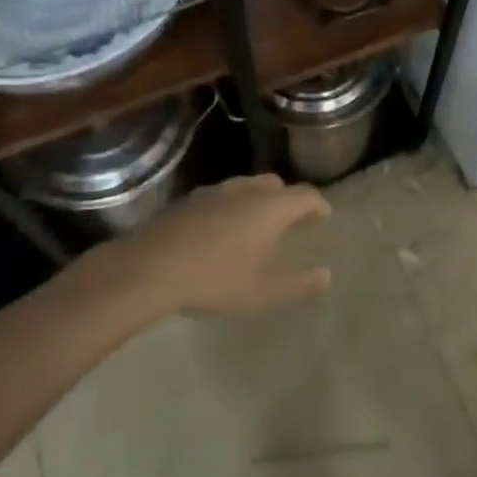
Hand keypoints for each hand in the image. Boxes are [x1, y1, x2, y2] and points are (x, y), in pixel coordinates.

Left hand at [101, 174, 332, 318]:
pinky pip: (223, 195)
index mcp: (271, 207)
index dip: (318, 205)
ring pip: (248, 186)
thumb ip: (297, 283)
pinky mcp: (190, 199)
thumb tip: (326, 275)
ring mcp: (216, 191)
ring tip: (258, 222)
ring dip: (260, 199)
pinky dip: (234, 205)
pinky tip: (223, 228)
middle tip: (293, 219)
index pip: (306, 196)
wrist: (150, 268)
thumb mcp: (260, 291)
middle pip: (277, 185)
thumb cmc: (214, 279)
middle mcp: (248, 190)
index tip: (324, 216)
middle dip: (289, 199)